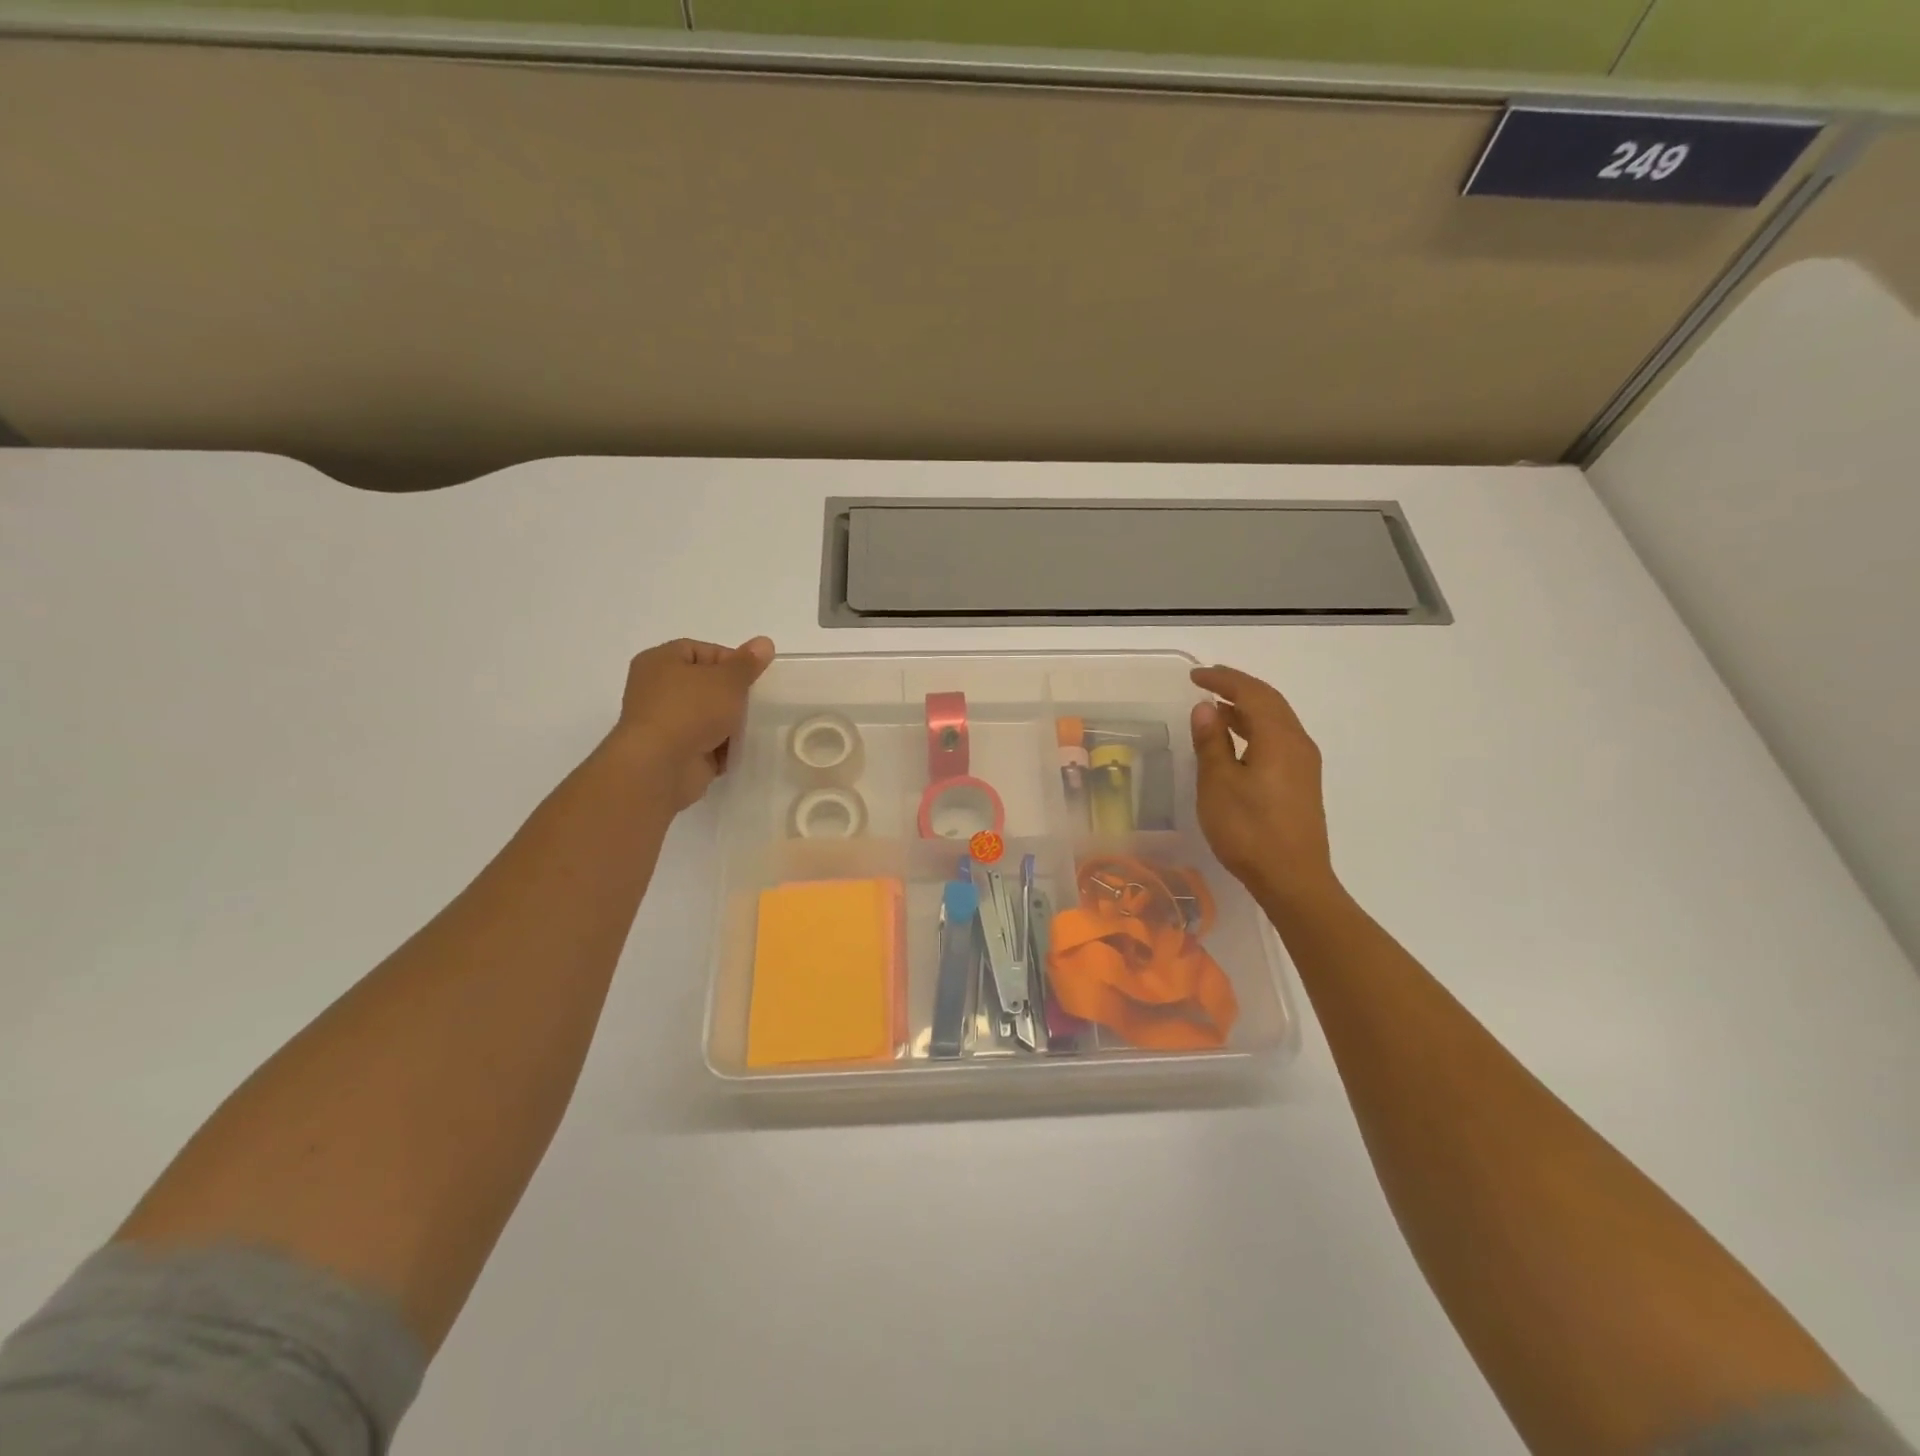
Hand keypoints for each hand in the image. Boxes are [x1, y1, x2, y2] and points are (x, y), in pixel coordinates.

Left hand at [613, 636, 774, 810]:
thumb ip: (747, 663)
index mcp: (660, 661)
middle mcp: (656, 689)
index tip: (753, 676)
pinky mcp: (674, 752)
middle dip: (732, 694)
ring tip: (752, 726)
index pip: (700, 650)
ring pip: (706, 716)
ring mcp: (664, 723)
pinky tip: (740, 750)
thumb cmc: (691, 711)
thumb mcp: (727, 680)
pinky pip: (705, 744)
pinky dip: (722, 748)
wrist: (661, 767)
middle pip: (704, 685)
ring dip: (729, 723)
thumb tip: (765, 642)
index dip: (730, 660)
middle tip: (756, 701)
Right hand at [1189, 665, 1341, 911]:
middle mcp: (1298, 743)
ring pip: (1276, 721)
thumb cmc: (1249, 830)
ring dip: (1247, 709)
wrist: (1293, 879)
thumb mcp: (1218, 784)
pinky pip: (1278, 739)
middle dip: (1238, 688)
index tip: (1196, 675)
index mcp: (1279, 738)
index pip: (1252, 693)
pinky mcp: (1302, 782)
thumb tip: (1205, 708)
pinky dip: (1256, 729)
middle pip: (1270, 702)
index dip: (1223, 680)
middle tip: (1208, 682)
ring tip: (1216, 709)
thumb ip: (1212, 743)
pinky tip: (1237, 742)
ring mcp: (1304, 764)